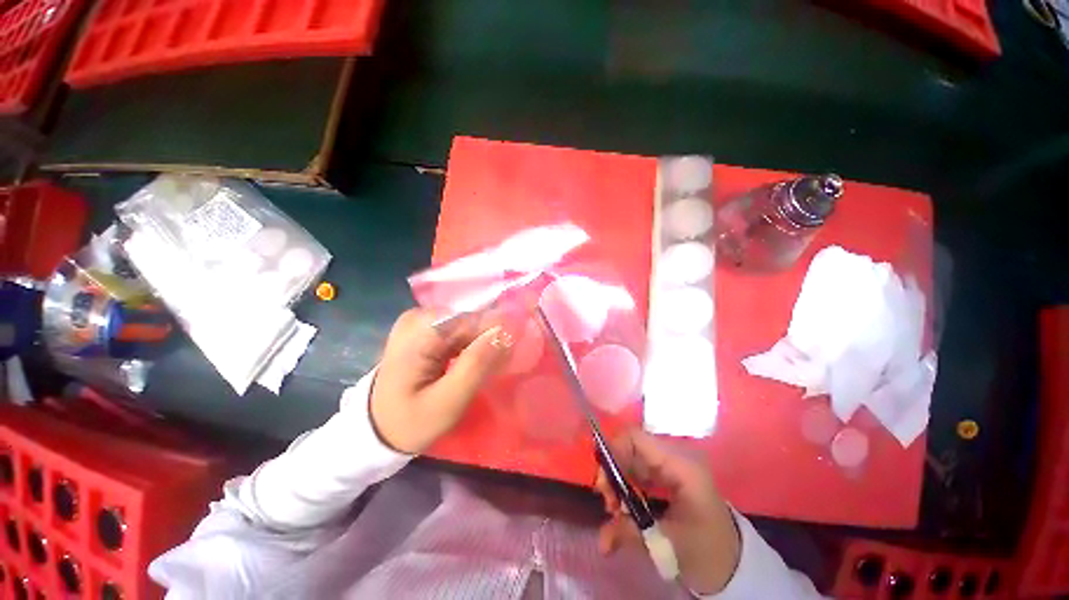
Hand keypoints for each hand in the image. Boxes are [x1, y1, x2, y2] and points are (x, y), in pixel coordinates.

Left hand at [370, 309, 513, 453]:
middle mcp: (420, 315)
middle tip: (491, 372)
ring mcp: (420, 320)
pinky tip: (467, 364)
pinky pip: (459, 329)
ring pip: (469, 324)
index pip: (475, 319)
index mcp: (421, 330)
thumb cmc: (410, 421)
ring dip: (480, 345)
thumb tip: (507, 329)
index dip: (497, 335)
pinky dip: (469, 345)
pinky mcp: (424, 327)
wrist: (377, 428)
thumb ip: (477, 364)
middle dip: (488, 342)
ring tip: (479, 371)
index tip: (506, 359)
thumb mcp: (448, 401)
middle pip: (472, 320)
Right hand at [595, 430, 740, 594]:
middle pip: (630, 447)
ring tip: (614, 509)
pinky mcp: (669, 473)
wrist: (732, 562)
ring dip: (618, 479)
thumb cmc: (706, 551)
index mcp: (681, 465)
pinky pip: (639, 469)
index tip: (602, 483)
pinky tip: (624, 506)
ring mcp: (672, 463)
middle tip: (607, 502)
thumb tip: (601, 537)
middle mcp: (676, 456)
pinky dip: (627, 484)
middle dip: (613, 471)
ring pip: (632, 457)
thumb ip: (631, 533)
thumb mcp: (668, 545)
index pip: (636, 438)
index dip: (612, 451)